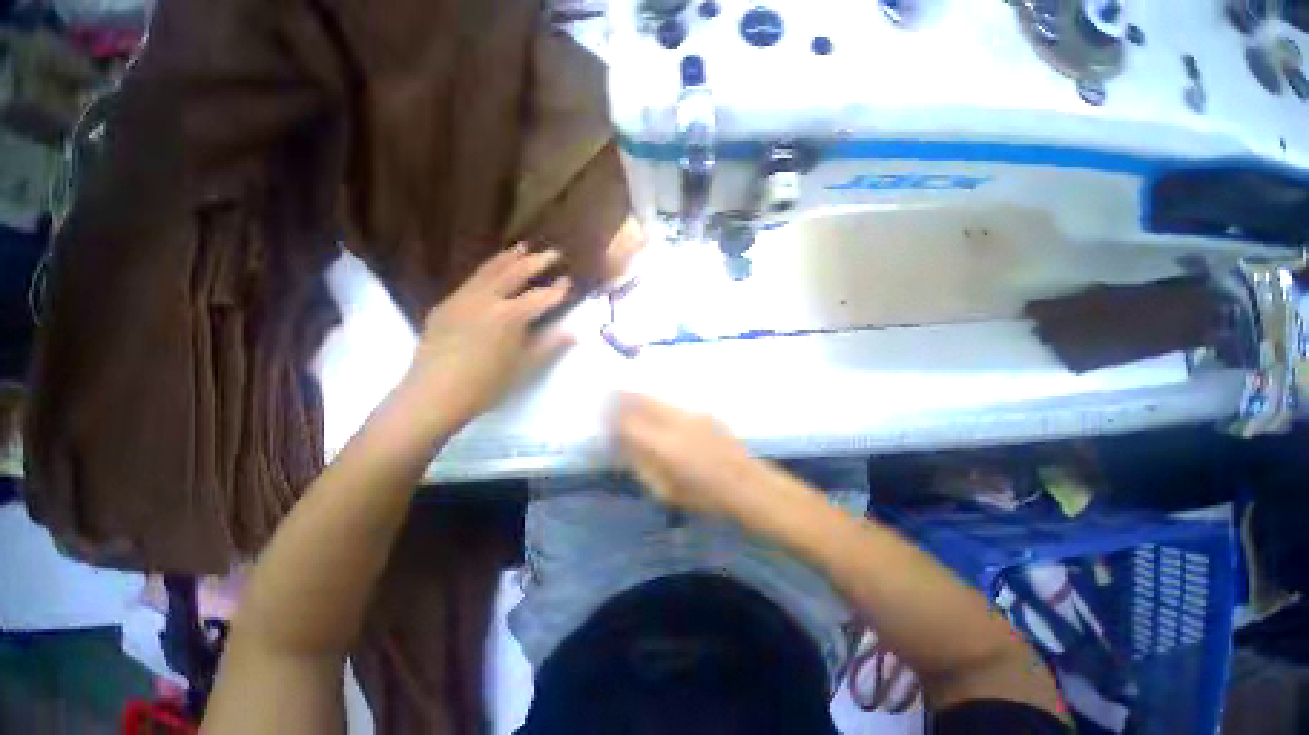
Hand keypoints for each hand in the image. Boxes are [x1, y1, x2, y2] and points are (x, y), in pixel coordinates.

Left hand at [404, 244, 574, 430]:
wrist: (434, 394)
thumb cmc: (487, 384)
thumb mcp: (525, 366)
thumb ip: (551, 344)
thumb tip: (577, 332)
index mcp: (510, 315)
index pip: (540, 297)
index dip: (558, 290)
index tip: (569, 280)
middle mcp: (487, 299)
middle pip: (515, 273)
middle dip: (536, 261)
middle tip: (553, 252)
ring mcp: (463, 298)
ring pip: (489, 270)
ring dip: (509, 258)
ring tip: (522, 247)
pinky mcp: (446, 305)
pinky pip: (471, 280)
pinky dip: (487, 270)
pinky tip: (491, 272)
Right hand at [614, 393, 782, 522]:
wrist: (746, 484)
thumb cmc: (704, 496)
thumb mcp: (666, 490)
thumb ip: (642, 465)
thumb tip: (623, 445)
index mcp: (665, 446)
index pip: (630, 423)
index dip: (613, 417)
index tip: (601, 414)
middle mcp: (677, 422)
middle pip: (643, 401)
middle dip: (623, 396)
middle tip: (609, 395)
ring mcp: (692, 414)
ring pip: (658, 398)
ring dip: (640, 396)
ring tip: (627, 396)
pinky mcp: (704, 412)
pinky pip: (673, 403)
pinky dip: (658, 402)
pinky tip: (655, 408)